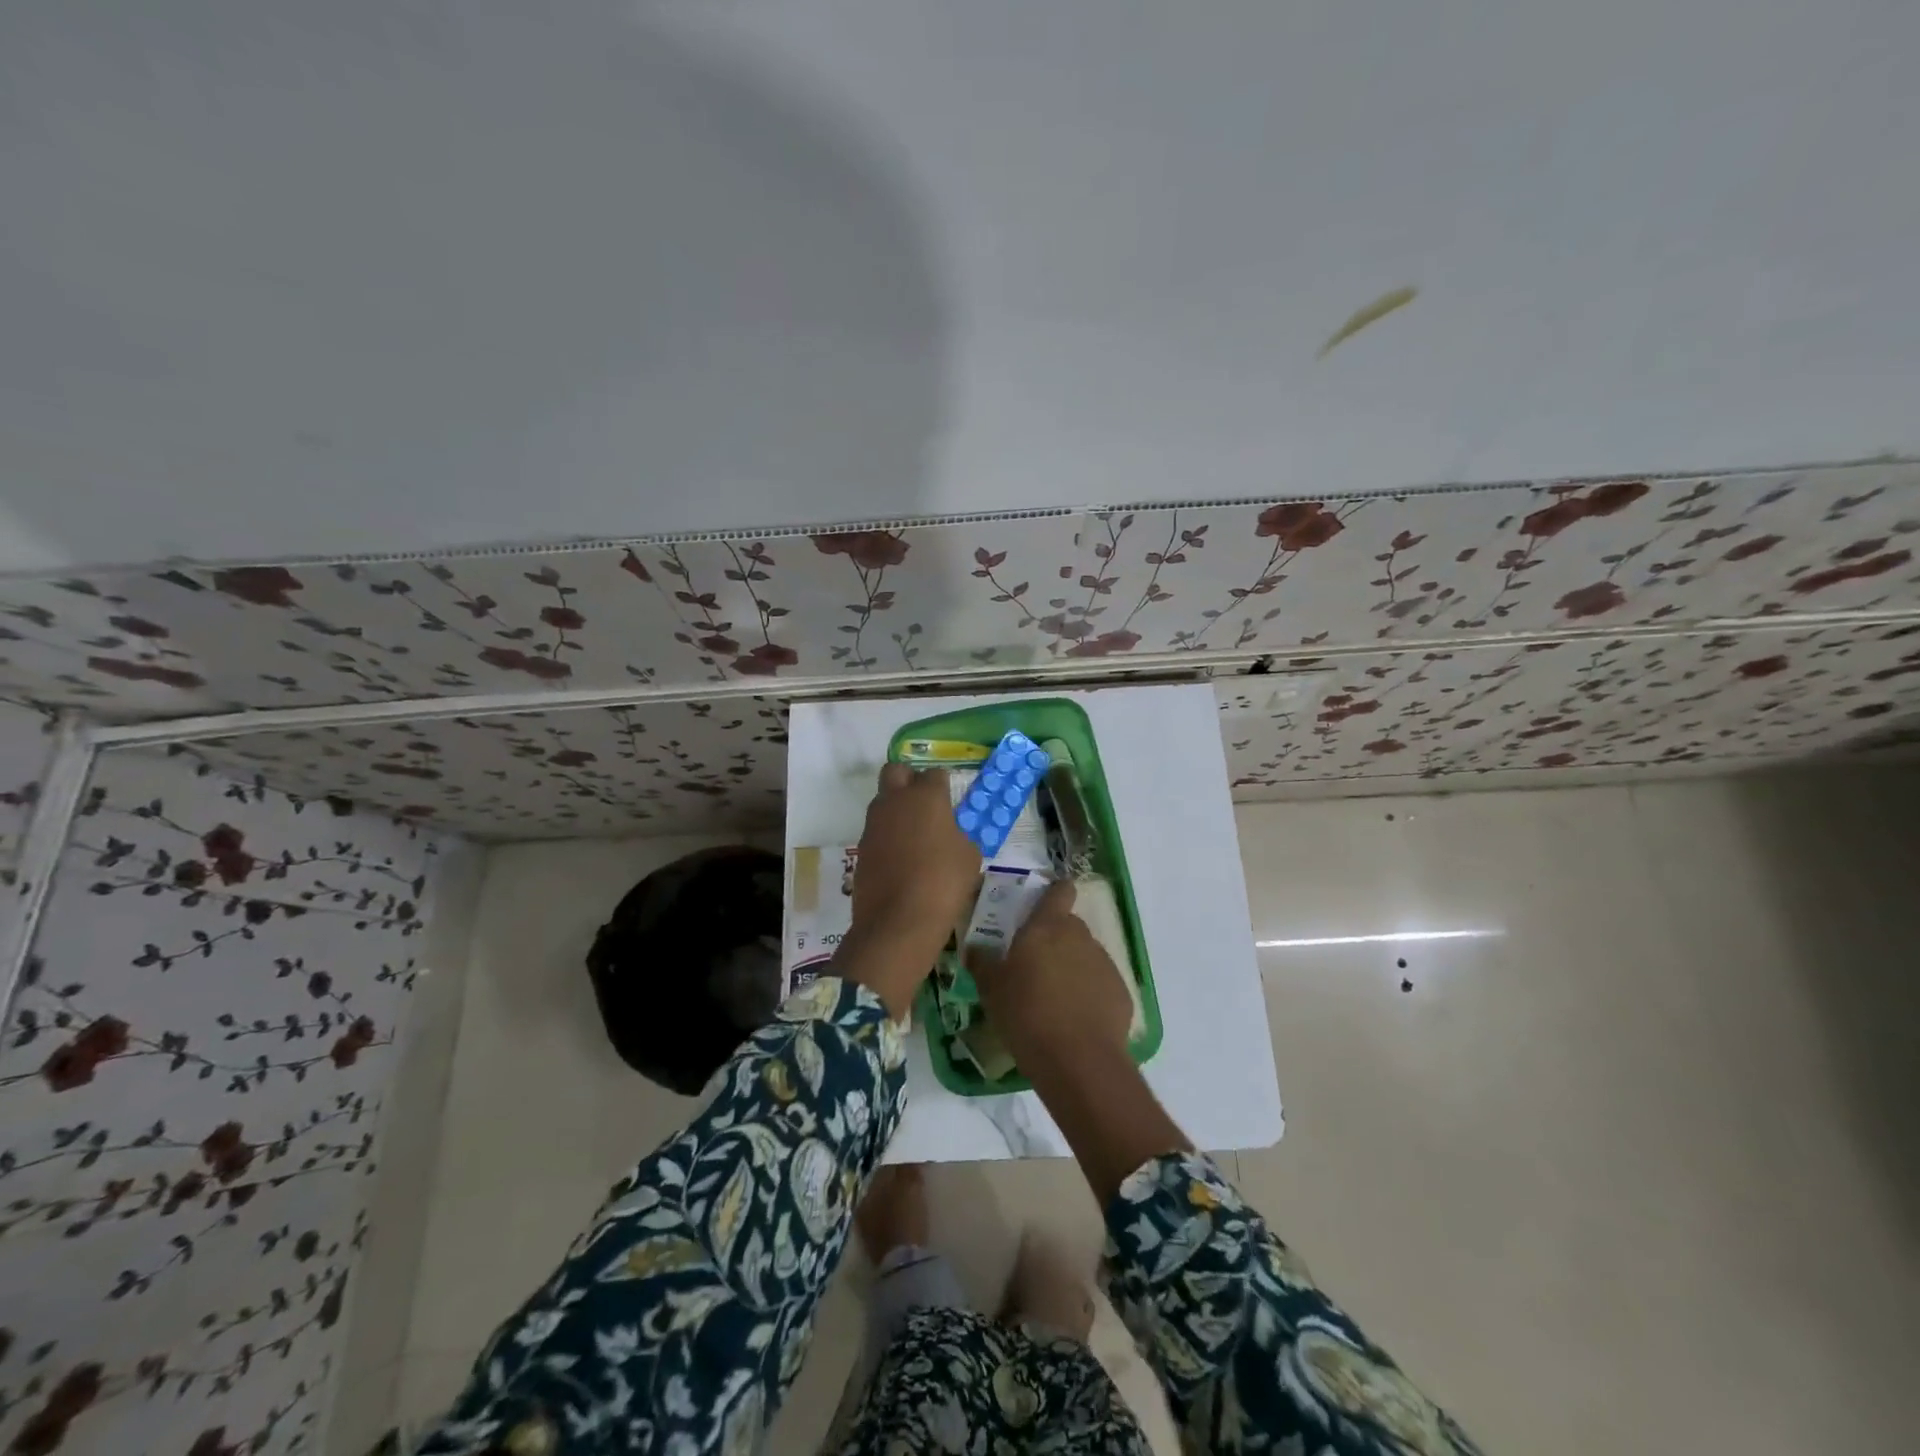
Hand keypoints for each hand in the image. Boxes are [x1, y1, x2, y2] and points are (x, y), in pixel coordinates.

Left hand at [835, 763, 980, 1016]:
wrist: (898, 921)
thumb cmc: (944, 882)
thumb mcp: (969, 856)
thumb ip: (961, 835)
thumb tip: (951, 833)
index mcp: (925, 796)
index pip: (935, 773)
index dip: (944, 785)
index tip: (951, 801)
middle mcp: (894, 801)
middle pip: (896, 771)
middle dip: (909, 779)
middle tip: (925, 802)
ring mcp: (873, 824)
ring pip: (882, 800)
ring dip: (896, 808)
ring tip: (915, 835)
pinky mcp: (861, 847)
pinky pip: (876, 830)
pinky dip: (887, 836)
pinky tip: (902, 858)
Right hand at [970, 880, 1131, 1069]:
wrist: (1078, 1061)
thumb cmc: (1026, 1015)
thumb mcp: (991, 989)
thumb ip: (982, 961)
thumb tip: (975, 947)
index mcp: (1047, 927)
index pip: (1059, 891)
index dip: (1053, 893)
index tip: (1041, 904)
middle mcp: (1080, 936)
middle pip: (1069, 925)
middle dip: (1054, 938)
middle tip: (1033, 965)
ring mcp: (1104, 963)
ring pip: (1085, 955)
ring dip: (1071, 967)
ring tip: (1053, 998)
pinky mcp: (1121, 992)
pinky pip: (1099, 983)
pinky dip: (1088, 993)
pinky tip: (1074, 1019)